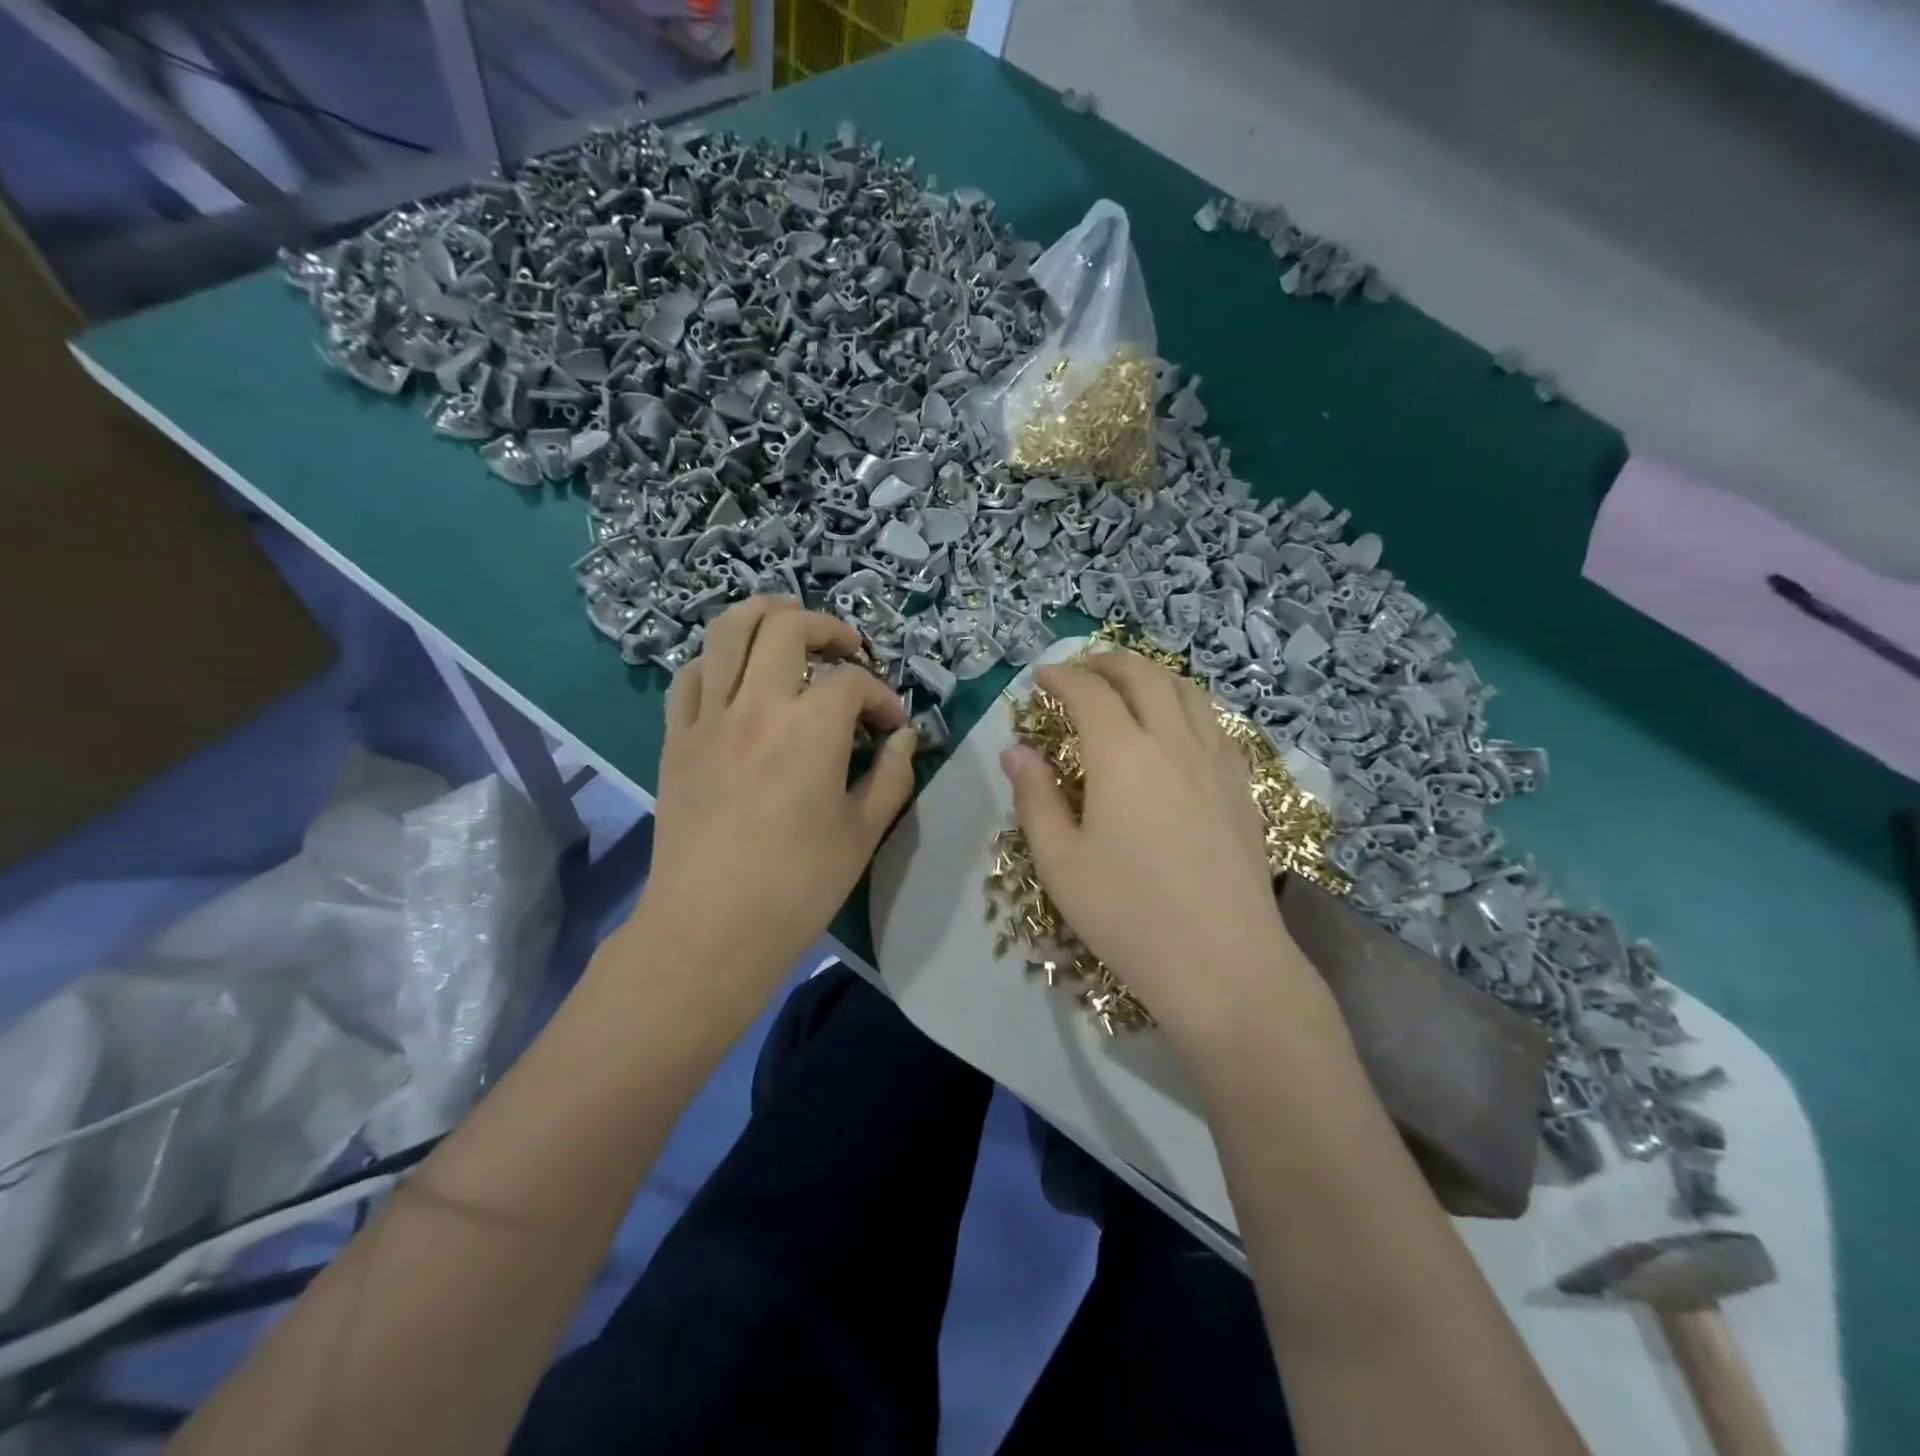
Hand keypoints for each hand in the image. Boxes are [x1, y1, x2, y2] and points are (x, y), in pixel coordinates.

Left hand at [626, 596, 916, 1015]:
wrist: (710, 927)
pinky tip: (736, 678)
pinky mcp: (676, 738)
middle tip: (848, 650)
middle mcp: (758, 704)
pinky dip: (717, 661)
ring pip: (727, 631)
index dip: (881, 696)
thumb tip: (905, 740)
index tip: (891, 725)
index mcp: (812, 727)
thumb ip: (892, 777)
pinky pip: (690, 676)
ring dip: (764, 615)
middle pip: (786, 627)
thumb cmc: (798, 885)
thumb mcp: (863, 833)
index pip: (853, 682)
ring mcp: (709, 717)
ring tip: (788, 627)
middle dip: (826, 627)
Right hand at [1001, 650, 1322, 1048]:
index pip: (1089, 693)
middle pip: (1144, 677)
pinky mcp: (1242, 786)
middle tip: (1082, 668)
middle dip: (1108, 662)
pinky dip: (1187, 704)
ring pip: (1187, 692)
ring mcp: (1216, 761)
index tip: (1041, 678)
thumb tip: (1016, 752)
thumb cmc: (1128, 914)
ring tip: (1130, 684)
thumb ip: (1035, 798)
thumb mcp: (1060, 862)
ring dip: (1153, 675)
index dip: (1061, 677)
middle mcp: (1173, 742)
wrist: (1224, 963)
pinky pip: (1215, 722)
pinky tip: (1179, 727)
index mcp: (1122, 755)